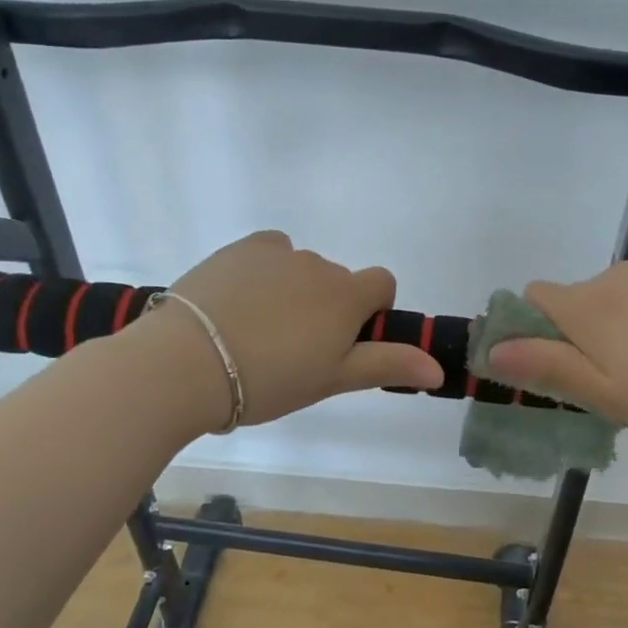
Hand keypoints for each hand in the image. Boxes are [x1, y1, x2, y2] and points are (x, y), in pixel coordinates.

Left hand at [160, 231, 442, 428]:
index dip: (371, 310)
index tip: (343, 340)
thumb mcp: (332, 379)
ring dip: (294, 290)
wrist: (187, 363)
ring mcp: (277, 252)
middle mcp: (318, 264)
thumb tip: (440, 367)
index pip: (382, 283)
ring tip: (256, 331)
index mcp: (346, 295)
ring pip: (301, 268)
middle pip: (337, 280)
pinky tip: (239, 302)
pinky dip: (265, 270)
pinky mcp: (240, 248)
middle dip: (326, 306)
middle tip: (292, 349)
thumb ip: (387, 364)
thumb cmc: (269, 380)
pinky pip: (268, 252)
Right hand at [484, 262, 627, 441]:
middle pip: (572, 301)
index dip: (530, 328)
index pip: (532, 297)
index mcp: (585, 304)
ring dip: (611, 331)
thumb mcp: (604, 394)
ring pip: (609, 302)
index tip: (553, 366)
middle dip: (576, 337)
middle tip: (608, 384)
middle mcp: (612, 278)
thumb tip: (492, 350)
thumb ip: (545, 367)